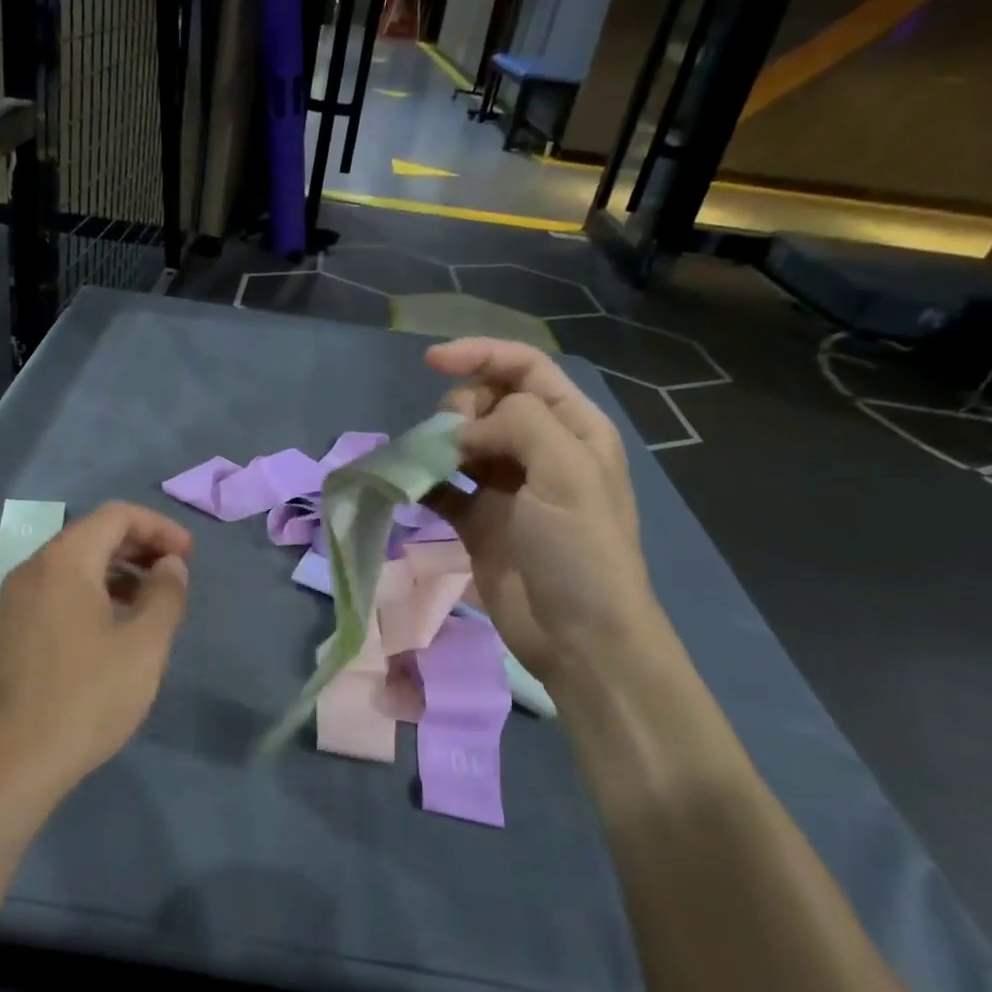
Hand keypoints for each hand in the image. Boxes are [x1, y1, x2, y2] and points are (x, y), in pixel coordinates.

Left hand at [0, 502, 191, 800]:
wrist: (8, 765)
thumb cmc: (85, 697)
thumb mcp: (144, 646)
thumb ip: (166, 595)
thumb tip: (171, 565)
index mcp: (64, 561)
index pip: (116, 515)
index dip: (159, 527)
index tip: (188, 557)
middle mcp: (32, 569)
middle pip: (92, 536)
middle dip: (139, 547)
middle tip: (174, 575)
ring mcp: (13, 602)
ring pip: (73, 567)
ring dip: (117, 574)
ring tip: (150, 605)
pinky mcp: (7, 633)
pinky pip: (56, 594)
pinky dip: (91, 596)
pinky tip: (112, 632)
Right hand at [425, 338, 660, 686]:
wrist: (578, 637)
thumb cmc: (581, 549)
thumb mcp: (566, 472)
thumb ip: (518, 424)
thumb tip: (463, 430)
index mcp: (572, 428)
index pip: (523, 368)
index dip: (480, 354)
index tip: (431, 361)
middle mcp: (539, 450)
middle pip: (486, 401)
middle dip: (460, 409)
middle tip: (456, 444)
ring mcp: (505, 487)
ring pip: (460, 440)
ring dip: (436, 443)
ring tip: (430, 467)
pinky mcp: (477, 521)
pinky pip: (442, 486)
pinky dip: (423, 481)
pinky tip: (410, 487)